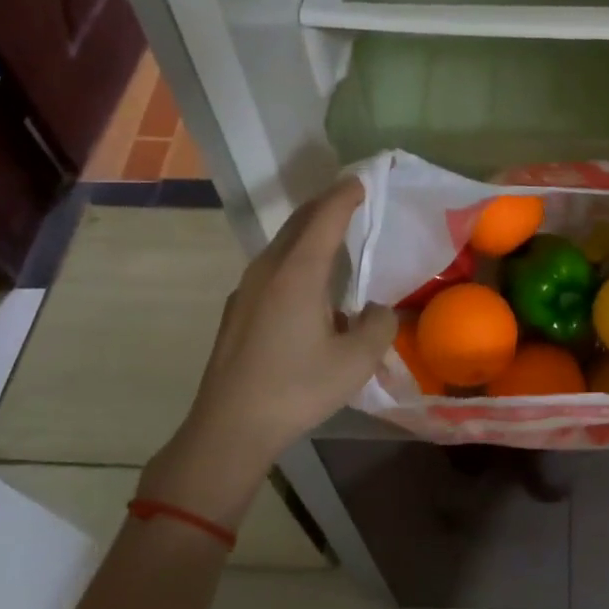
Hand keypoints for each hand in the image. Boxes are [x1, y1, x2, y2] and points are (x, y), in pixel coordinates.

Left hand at [144, 180, 394, 519]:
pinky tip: (307, 285)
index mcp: (298, 273)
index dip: (345, 196)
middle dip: (324, 205)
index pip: (325, 217)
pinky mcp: (238, 310)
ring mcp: (246, 289)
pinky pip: (271, 268)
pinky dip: (294, 258)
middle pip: (298, 223)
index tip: (361, 181)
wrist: (229, 427)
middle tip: (349, 199)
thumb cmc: (296, 389)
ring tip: (332, 237)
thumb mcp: (355, 362)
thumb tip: (378, 310)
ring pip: (281, 245)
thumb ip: (378, 326)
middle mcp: (268, 270)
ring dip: (307, 232)